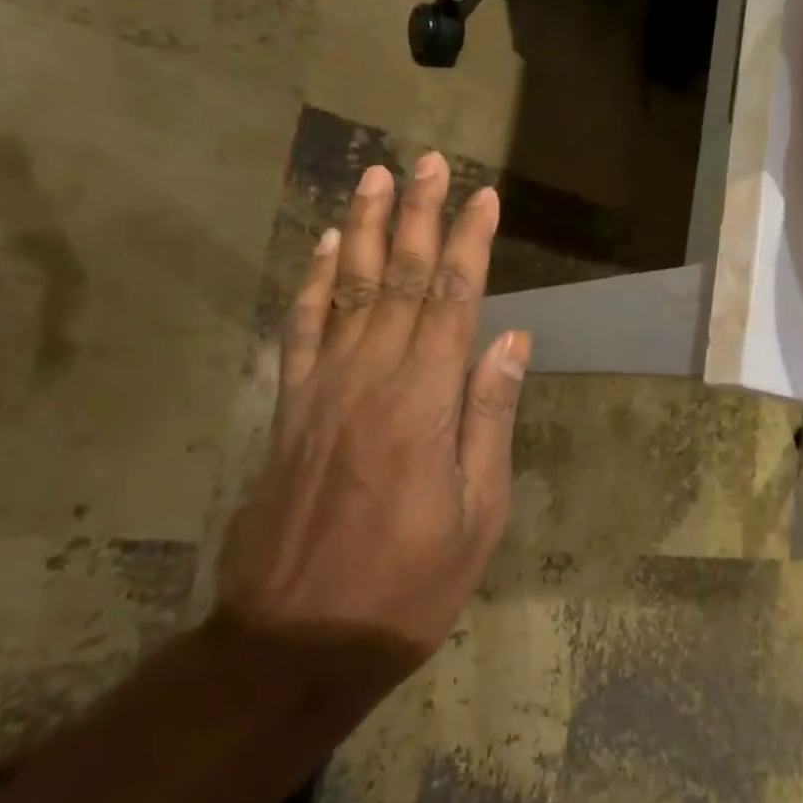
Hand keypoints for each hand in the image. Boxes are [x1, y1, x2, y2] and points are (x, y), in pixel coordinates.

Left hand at [213, 155, 528, 690]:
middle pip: (400, 279)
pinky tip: (327, 249)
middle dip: (419, 215)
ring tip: (374, 178)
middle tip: (427, 162)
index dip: (470, 243)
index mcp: (425, 404)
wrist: (297, 641)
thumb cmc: (408, 586)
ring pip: (348, 290)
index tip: (483, 197)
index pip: (453, 301)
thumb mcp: (478, 514)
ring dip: (365, 229)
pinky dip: (314, 282)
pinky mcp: (291, 409)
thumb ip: (489, 417)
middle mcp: (371, 379)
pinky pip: (302, 330)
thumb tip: (511, 340)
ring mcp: (323, 389)